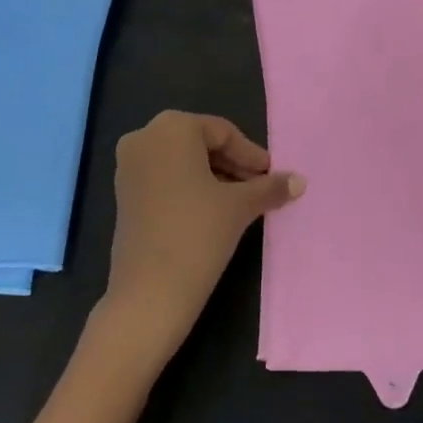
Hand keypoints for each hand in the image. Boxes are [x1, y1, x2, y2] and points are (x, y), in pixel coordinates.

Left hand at [100, 111, 303, 364]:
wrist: (148, 294)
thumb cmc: (197, 234)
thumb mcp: (239, 206)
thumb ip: (269, 187)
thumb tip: (300, 181)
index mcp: (172, 127)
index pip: (222, 132)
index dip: (250, 154)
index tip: (270, 175)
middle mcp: (145, 137)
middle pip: (200, 143)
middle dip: (232, 165)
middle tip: (259, 187)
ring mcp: (129, 166)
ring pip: (182, 161)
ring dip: (213, 177)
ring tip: (241, 202)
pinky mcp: (123, 194)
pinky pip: (164, 178)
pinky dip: (190, 188)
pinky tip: (213, 211)